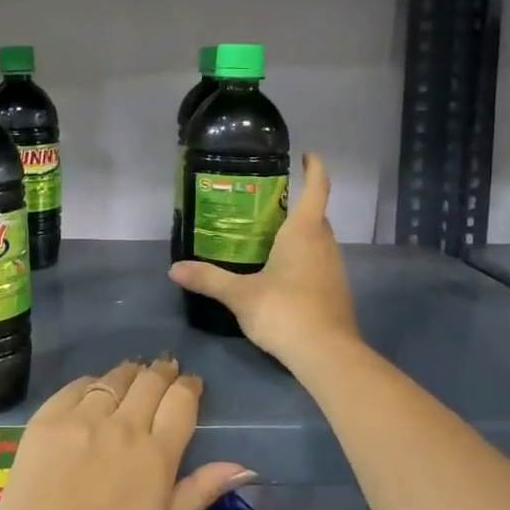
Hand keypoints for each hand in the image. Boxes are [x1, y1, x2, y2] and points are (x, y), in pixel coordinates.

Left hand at [0, 358, 252, 509]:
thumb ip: (199, 492)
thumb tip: (243, 466)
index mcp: (156, 456)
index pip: (181, 402)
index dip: (189, 387)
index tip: (191, 384)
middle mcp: (121, 427)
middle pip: (149, 382)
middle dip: (163, 372)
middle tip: (165, 371)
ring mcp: (80, 420)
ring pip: (114, 379)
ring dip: (130, 374)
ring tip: (134, 375)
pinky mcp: (46, 420)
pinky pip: (75, 387)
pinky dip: (91, 383)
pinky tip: (94, 389)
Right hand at [169, 152, 358, 367]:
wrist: (327, 354)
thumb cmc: (285, 311)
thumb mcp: (240, 295)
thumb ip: (208, 279)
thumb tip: (174, 268)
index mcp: (304, 233)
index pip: (317, 189)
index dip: (314, 168)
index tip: (308, 155)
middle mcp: (324, 244)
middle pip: (316, 215)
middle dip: (298, 205)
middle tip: (267, 204)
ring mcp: (334, 269)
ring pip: (318, 241)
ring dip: (300, 234)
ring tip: (269, 236)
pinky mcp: (335, 291)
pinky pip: (318, 262)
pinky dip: (302, 258)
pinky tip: (280, 272)